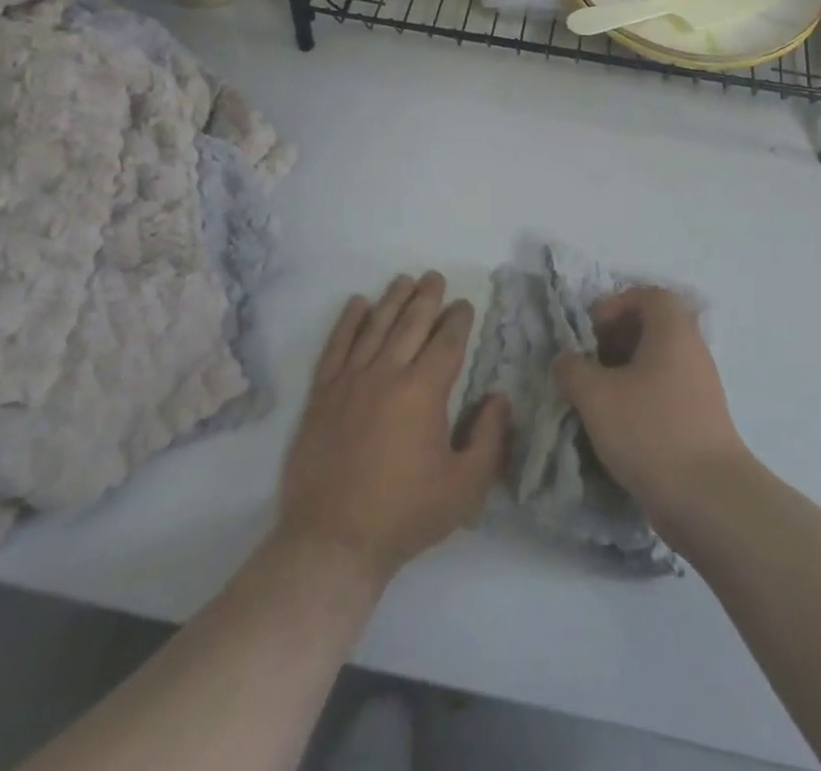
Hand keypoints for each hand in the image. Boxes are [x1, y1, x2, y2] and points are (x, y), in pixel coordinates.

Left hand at [273, 273, 508, 584]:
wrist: (332, 542)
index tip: (464, 304)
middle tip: (435, 277)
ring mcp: (350, 381)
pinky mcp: (322, 395)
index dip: (458, 318)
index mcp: (424, 391)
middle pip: (411, 322)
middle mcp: (387, 373)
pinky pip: (337, 346)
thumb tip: (499, 397)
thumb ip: (490, 438)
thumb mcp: (465, 486)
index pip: (447, 340)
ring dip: (392, 299)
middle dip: (427, 297)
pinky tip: (357, 304)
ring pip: (375, 326)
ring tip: (404, 280)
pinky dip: (348, 321)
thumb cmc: (405, 515)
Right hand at [552, 286, 749, 535]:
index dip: (617, 304)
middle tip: (591, 361)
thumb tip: (566, 359)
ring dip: (627, 369)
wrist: (708, 497)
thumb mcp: (596, 397)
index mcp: (673, 330)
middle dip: (618, 337)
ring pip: (660, 360)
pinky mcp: (703, 417)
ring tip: (599, 395)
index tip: (592, 330)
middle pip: (655, 325)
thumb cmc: (650, 431)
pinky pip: (668, 388)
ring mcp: (701, 384)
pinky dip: (642, 394)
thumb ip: (573, 370)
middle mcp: (692, 349)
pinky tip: (620, 424)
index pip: (649, 294)